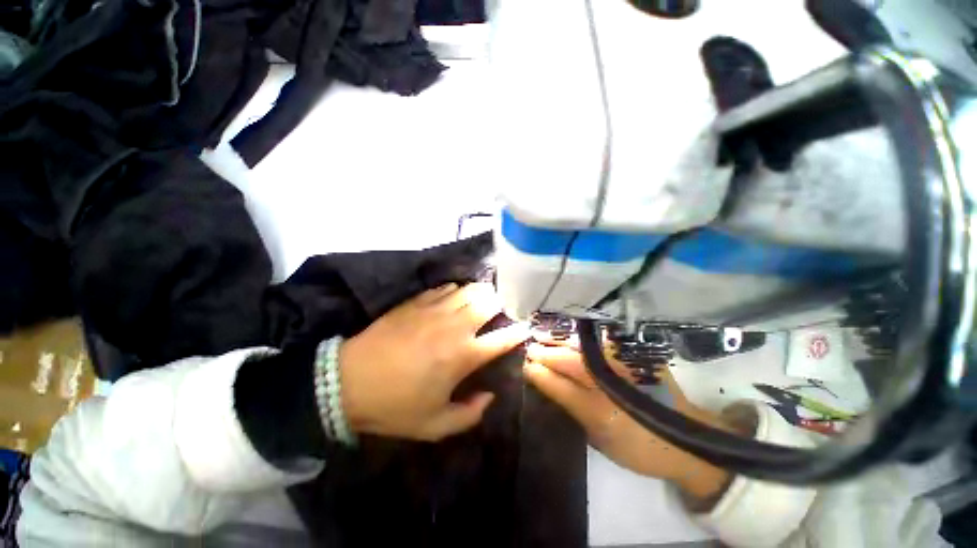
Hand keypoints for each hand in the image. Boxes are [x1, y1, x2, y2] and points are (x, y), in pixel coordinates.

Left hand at [339, 283, 528, 441]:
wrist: (347, 382)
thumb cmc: (394, 406)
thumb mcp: (435, 425)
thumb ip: (470, 415)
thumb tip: (489, 395)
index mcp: (464, 355)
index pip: (503, 338)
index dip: (519, 332)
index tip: (524, 328)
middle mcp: (455, 326)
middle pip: (489, 302)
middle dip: (500, 305)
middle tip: (498, 314)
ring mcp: (435, 309)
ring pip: (470, 289)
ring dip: (480, 294)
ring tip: (479, 303)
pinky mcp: (417, 301)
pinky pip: (447, 288)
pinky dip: (456, 292)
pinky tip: (453, 300)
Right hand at [524, 334, 731, 503]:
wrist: (685, 438)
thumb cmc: (637, 445)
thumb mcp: (599, 437)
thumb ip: (569, 406)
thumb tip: (541, 380)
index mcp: (602, 409)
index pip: (560, 385)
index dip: (540, 371)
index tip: (524, 362)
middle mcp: (613, 380)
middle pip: (570, 359)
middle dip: (547, 350)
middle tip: (530, 346)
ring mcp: (626, 363)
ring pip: (583, 346)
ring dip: (560, 340)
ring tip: (543, 336)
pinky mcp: (636, 354)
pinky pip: (601, 341)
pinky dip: (581, 338)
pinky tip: (569, 335)